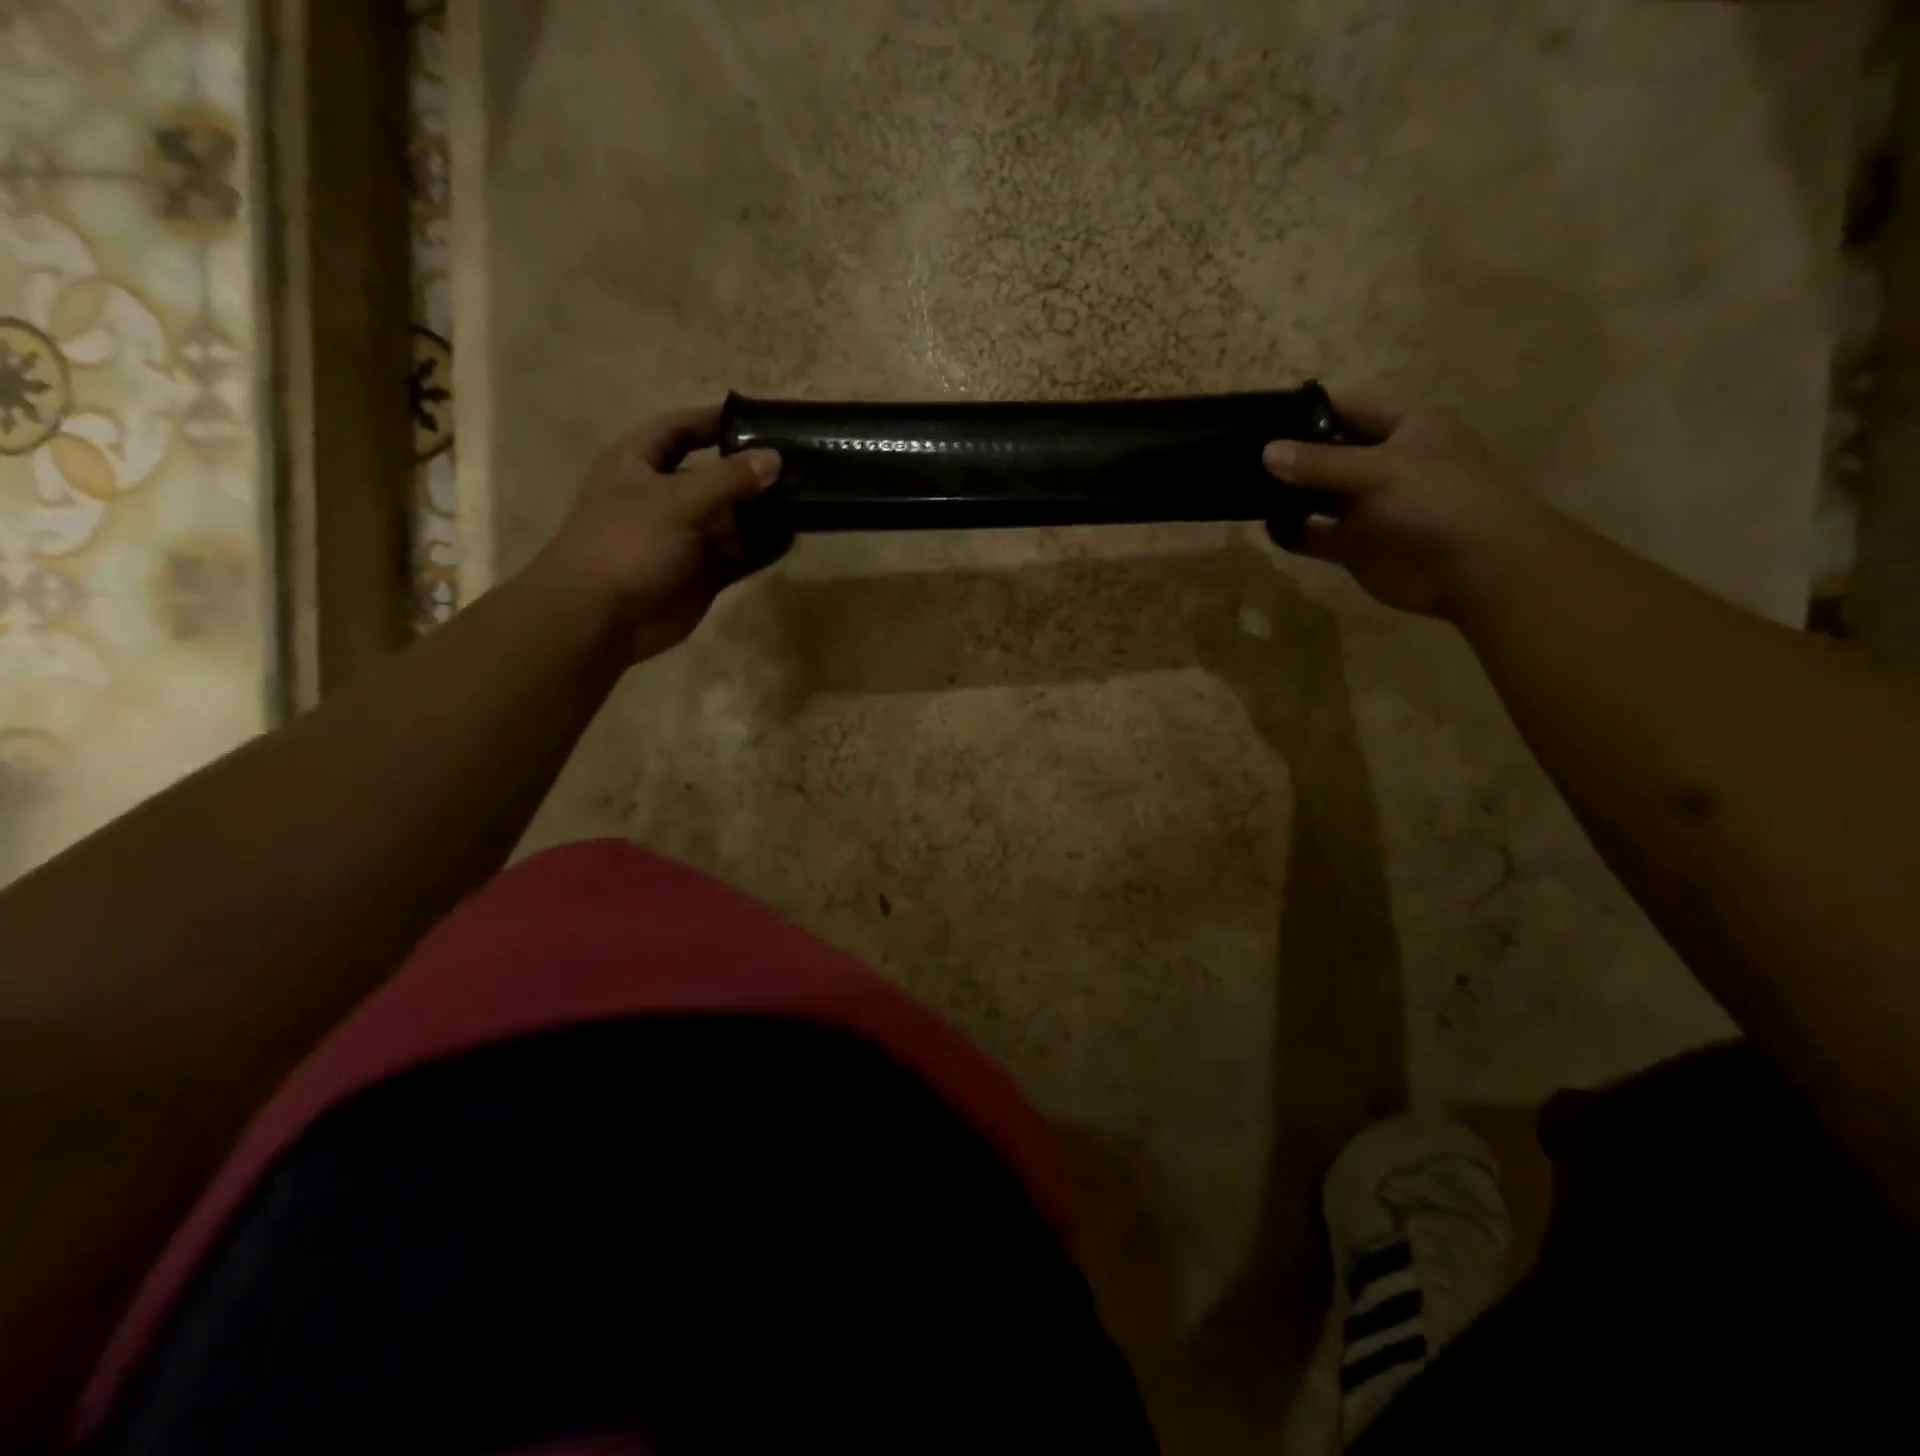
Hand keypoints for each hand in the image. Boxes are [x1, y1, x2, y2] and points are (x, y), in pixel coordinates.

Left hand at [526, 406, 786, 663]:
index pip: (679, 429)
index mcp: (639, 464)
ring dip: (762, 513)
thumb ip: (729, 479)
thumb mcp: (678, 499)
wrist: (601, 617)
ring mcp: (684, 539)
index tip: (758, 419)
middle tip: (797, 464)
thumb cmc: (628, 542)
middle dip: (751, 471)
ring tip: (805, 500)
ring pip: (731, 519)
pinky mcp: (701, 574)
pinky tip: (790, 538)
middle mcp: (663, 497)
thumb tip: (774, 458)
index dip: (713, 421)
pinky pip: (738, 554)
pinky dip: (762, 548)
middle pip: (713, 476)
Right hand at [1262, 395, 1551, 618]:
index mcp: (1407, 429)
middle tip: (1243, 456)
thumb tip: (1266, 452)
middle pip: (1330, 455)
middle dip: (1291, 456)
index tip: (1264, 416)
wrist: (1473, 568)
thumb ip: (1319, 463)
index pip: (1351, 409)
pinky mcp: (1356, 545)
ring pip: (1319, 497)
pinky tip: (1268, 527)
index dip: (1310, 411)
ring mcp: (1371, 508)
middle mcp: (1387, 464)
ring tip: (1245, 490)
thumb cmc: (1435, 499)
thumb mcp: (1377, 469)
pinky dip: (1292, 531)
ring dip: (1288, 496)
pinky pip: (1316, 534)